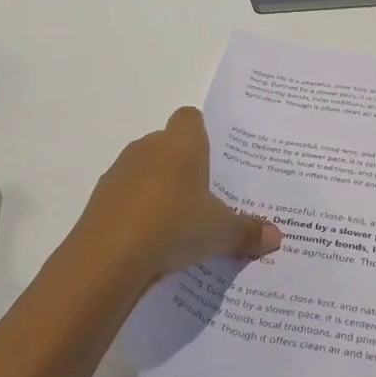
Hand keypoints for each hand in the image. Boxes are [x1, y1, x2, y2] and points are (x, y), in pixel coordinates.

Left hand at [69, 108, 281, 283]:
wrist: (108, 258)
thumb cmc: (174, 225)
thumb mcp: (220, 232)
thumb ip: (247, 231)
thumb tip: (276, 237)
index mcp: (182, 143)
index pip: (191, 118)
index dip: (202, 134)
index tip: (214, 159)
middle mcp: (148, 147)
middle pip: (168, 145)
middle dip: (182, 167)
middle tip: (204, 198)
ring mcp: (119, 172)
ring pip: (144, 171)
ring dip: (156, 190)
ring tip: (176, 225)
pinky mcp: (98, 200)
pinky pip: (124, 198)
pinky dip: (135, 212)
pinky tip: (148, 242)